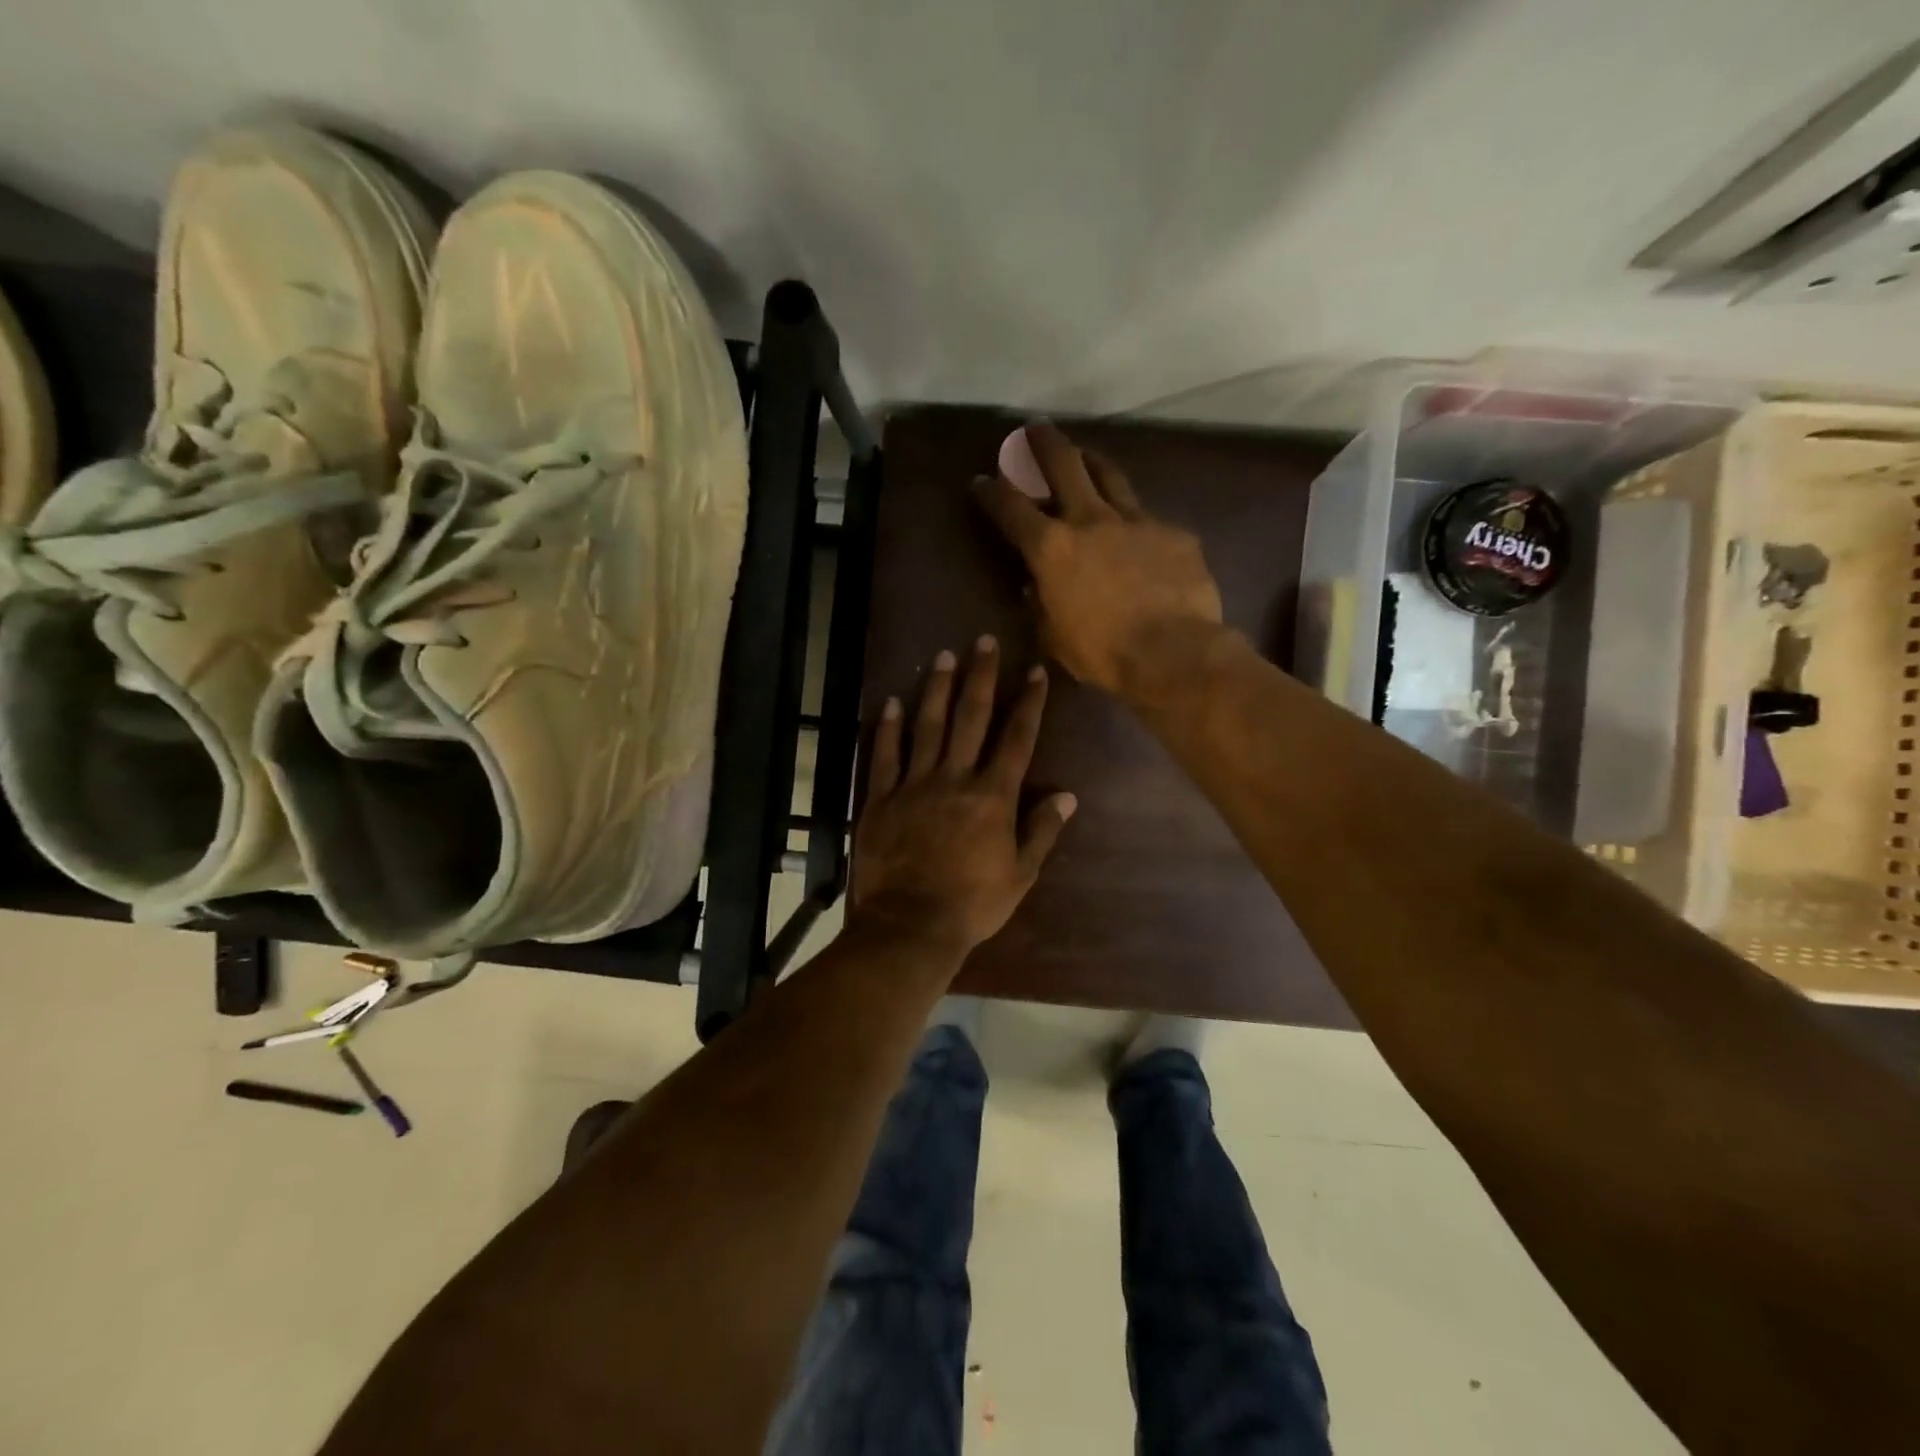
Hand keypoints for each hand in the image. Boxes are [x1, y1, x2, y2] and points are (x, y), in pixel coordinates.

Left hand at [852, 637, 1076, 955]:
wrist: (911, 925)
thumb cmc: (973, 904)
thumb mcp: (1020, 874)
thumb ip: (1042, 831)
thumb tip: (1067, 796)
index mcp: (993, 796)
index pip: (1016, 739)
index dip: (1028, 703)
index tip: (1034, 671)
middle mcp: (955, 778)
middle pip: (970, 718)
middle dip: (980, 677)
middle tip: (983, 641)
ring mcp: (914, 785)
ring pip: (927, 726)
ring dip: (936, 688)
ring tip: (943, 656)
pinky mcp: (881, 798)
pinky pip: (884, 755)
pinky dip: (888, 728)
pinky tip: (892, 703)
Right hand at [973, 422, 1223, 706]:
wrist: (1173, 651)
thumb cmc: (1103, 652)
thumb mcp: (1054, 637)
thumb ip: (1041, 606)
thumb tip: (1035, 588)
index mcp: (1052, 548)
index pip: (1011, 508)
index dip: (992, 492)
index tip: (982, 481)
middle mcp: (1090, 520)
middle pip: (1063, 464)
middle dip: (1043, 443)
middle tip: (1034, 429)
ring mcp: (1136, 521)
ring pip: (1110, 476)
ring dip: (1091, 461)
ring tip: (1085, 455)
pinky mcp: (1173, 533)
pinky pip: (1149, 520)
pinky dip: (1135, 522)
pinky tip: (1140, 536)